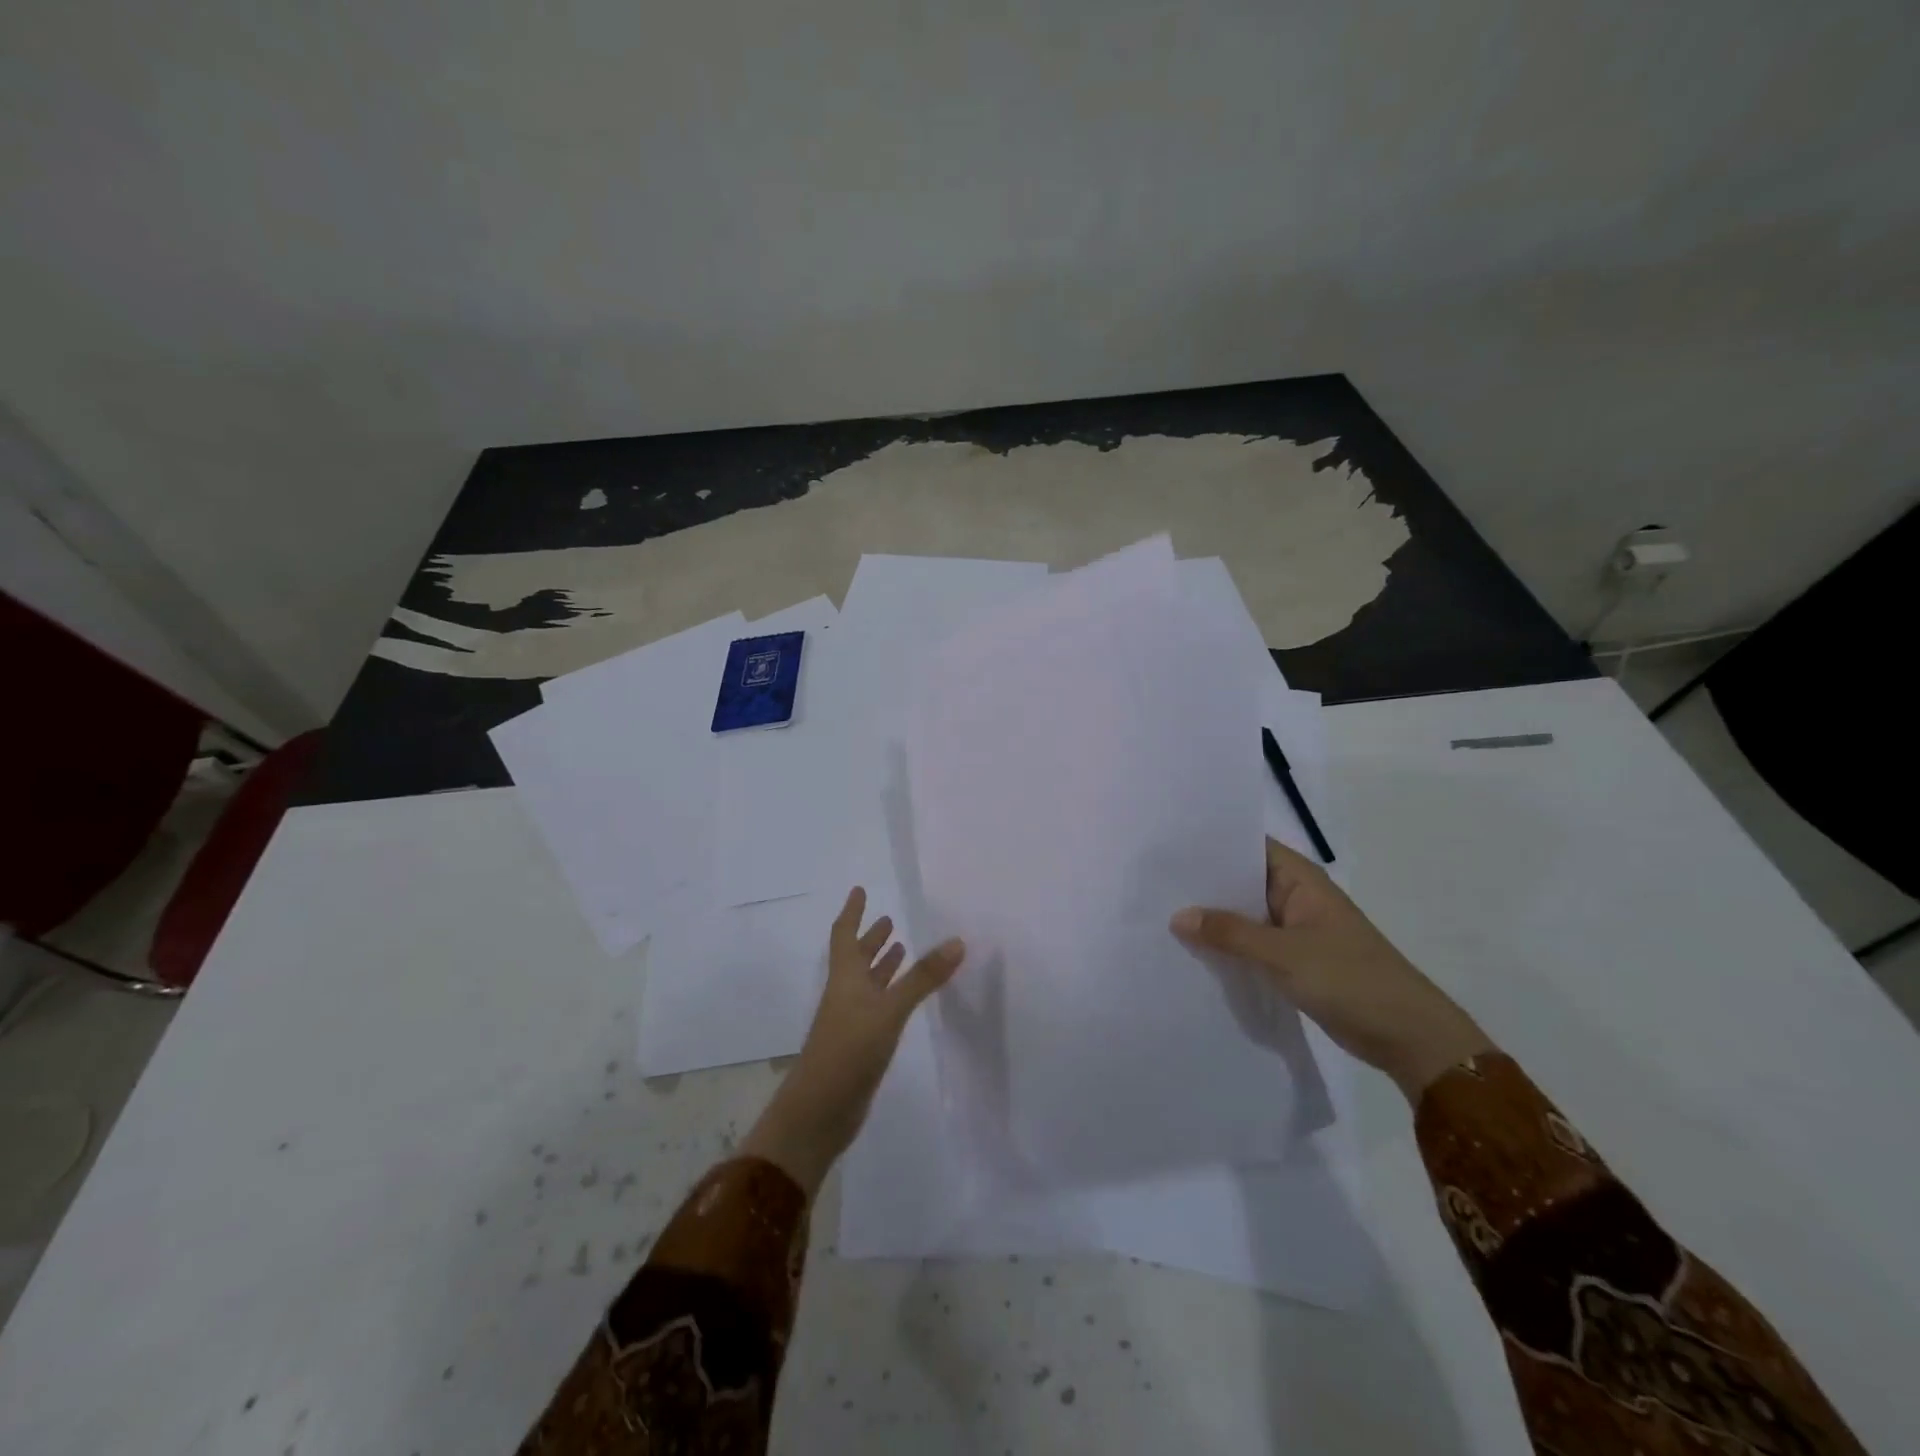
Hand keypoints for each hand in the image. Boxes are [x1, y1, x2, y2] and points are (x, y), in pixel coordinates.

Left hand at [739, 887, 964, 1194]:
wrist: (820, 1111)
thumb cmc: (849, 1049)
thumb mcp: (889, 1009)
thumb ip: (922, 978)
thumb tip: (957, 941)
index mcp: (845, 977)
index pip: (845, 935)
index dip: (852, 912)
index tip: (860, 890)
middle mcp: (846, 993)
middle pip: (856, 957)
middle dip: (871, 938)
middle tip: (888, 920)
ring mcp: (851, 1021)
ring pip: (868, 983)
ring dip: (882, 966)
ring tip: (901, 950)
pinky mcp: (860, 1045)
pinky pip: (878, 1008)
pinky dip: (891, 994)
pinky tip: (905, 999)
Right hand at [1171, 838, 1491, 1100]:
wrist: (1408, 1037)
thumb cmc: (1350, 979)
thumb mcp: (1284, 954)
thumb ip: (1229, 933)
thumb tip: (1178, 915)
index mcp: (1300, 879)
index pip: (1247, 846)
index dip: (1210, 845)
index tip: (1167, 846)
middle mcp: (1295, 896)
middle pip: (1240, 881)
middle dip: (1202, 884)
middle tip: (1151, 882)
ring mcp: (1294, 929)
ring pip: (1243, 915)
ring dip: (1212, 918)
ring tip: (1159, 913)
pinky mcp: (1293, 960)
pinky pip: (1251, 944)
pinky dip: (1227, 946)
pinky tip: (1192, 951)